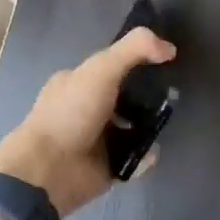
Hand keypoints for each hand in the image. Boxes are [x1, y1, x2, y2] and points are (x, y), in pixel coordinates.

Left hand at [0, 27, 175, 215]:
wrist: (48, 171)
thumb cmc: (71, 113)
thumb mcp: (102, 68)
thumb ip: (135, 49)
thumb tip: (170, 48)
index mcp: (77, 82)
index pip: (112, 65)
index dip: (136, 61)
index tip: (162, 63)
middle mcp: (85, 108)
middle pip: (125, 97)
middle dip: (147, 97)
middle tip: (169, 97)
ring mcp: (95, 139)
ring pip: (133, 128)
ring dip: (149, 126)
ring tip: (162, 124)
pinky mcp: (106, 166)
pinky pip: (134, 158)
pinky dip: (145, 155)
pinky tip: (149, 151)